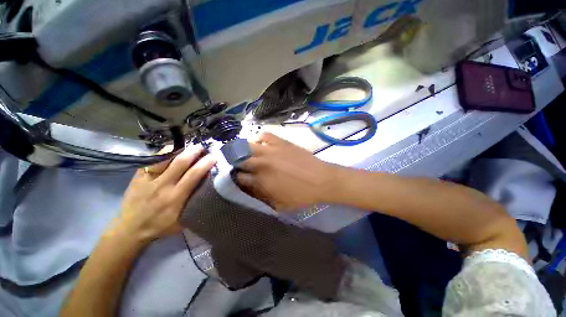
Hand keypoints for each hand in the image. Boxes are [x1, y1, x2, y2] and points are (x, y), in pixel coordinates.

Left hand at [109, 144, 215, 243]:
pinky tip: (170, 150)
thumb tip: (208, 189)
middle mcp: (163, 186)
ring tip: (187, 146)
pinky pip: (151, 160)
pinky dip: (162, 153)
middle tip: (202, 146)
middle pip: (180, 162)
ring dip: (178, 149)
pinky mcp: (137, 177)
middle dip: (194, 151)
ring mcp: (148, 180)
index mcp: (176, 197)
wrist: (130, 230)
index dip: (205, 163)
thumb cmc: (160, 226)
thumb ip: (195, 204)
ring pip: (164, 158)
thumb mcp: (182, 220)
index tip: (213, 157)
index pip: (194, 175)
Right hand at [237, 133, 336, 211]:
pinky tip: (262, 144)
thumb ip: (262, 197)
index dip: (237, 179)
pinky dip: (260, 139)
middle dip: (236, 163)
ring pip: (247, 145)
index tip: (240, 178)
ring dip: (244, 150)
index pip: (239, 178)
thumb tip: (251, 188)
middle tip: (240, 164)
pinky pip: (264, 135)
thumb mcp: (280, 205)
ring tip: (248, 153)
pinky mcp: (281, 142)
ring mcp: (271, 151)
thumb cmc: (302, 196)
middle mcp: (262, 164)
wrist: (321, 180)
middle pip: (239, 160)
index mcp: (261, 181)